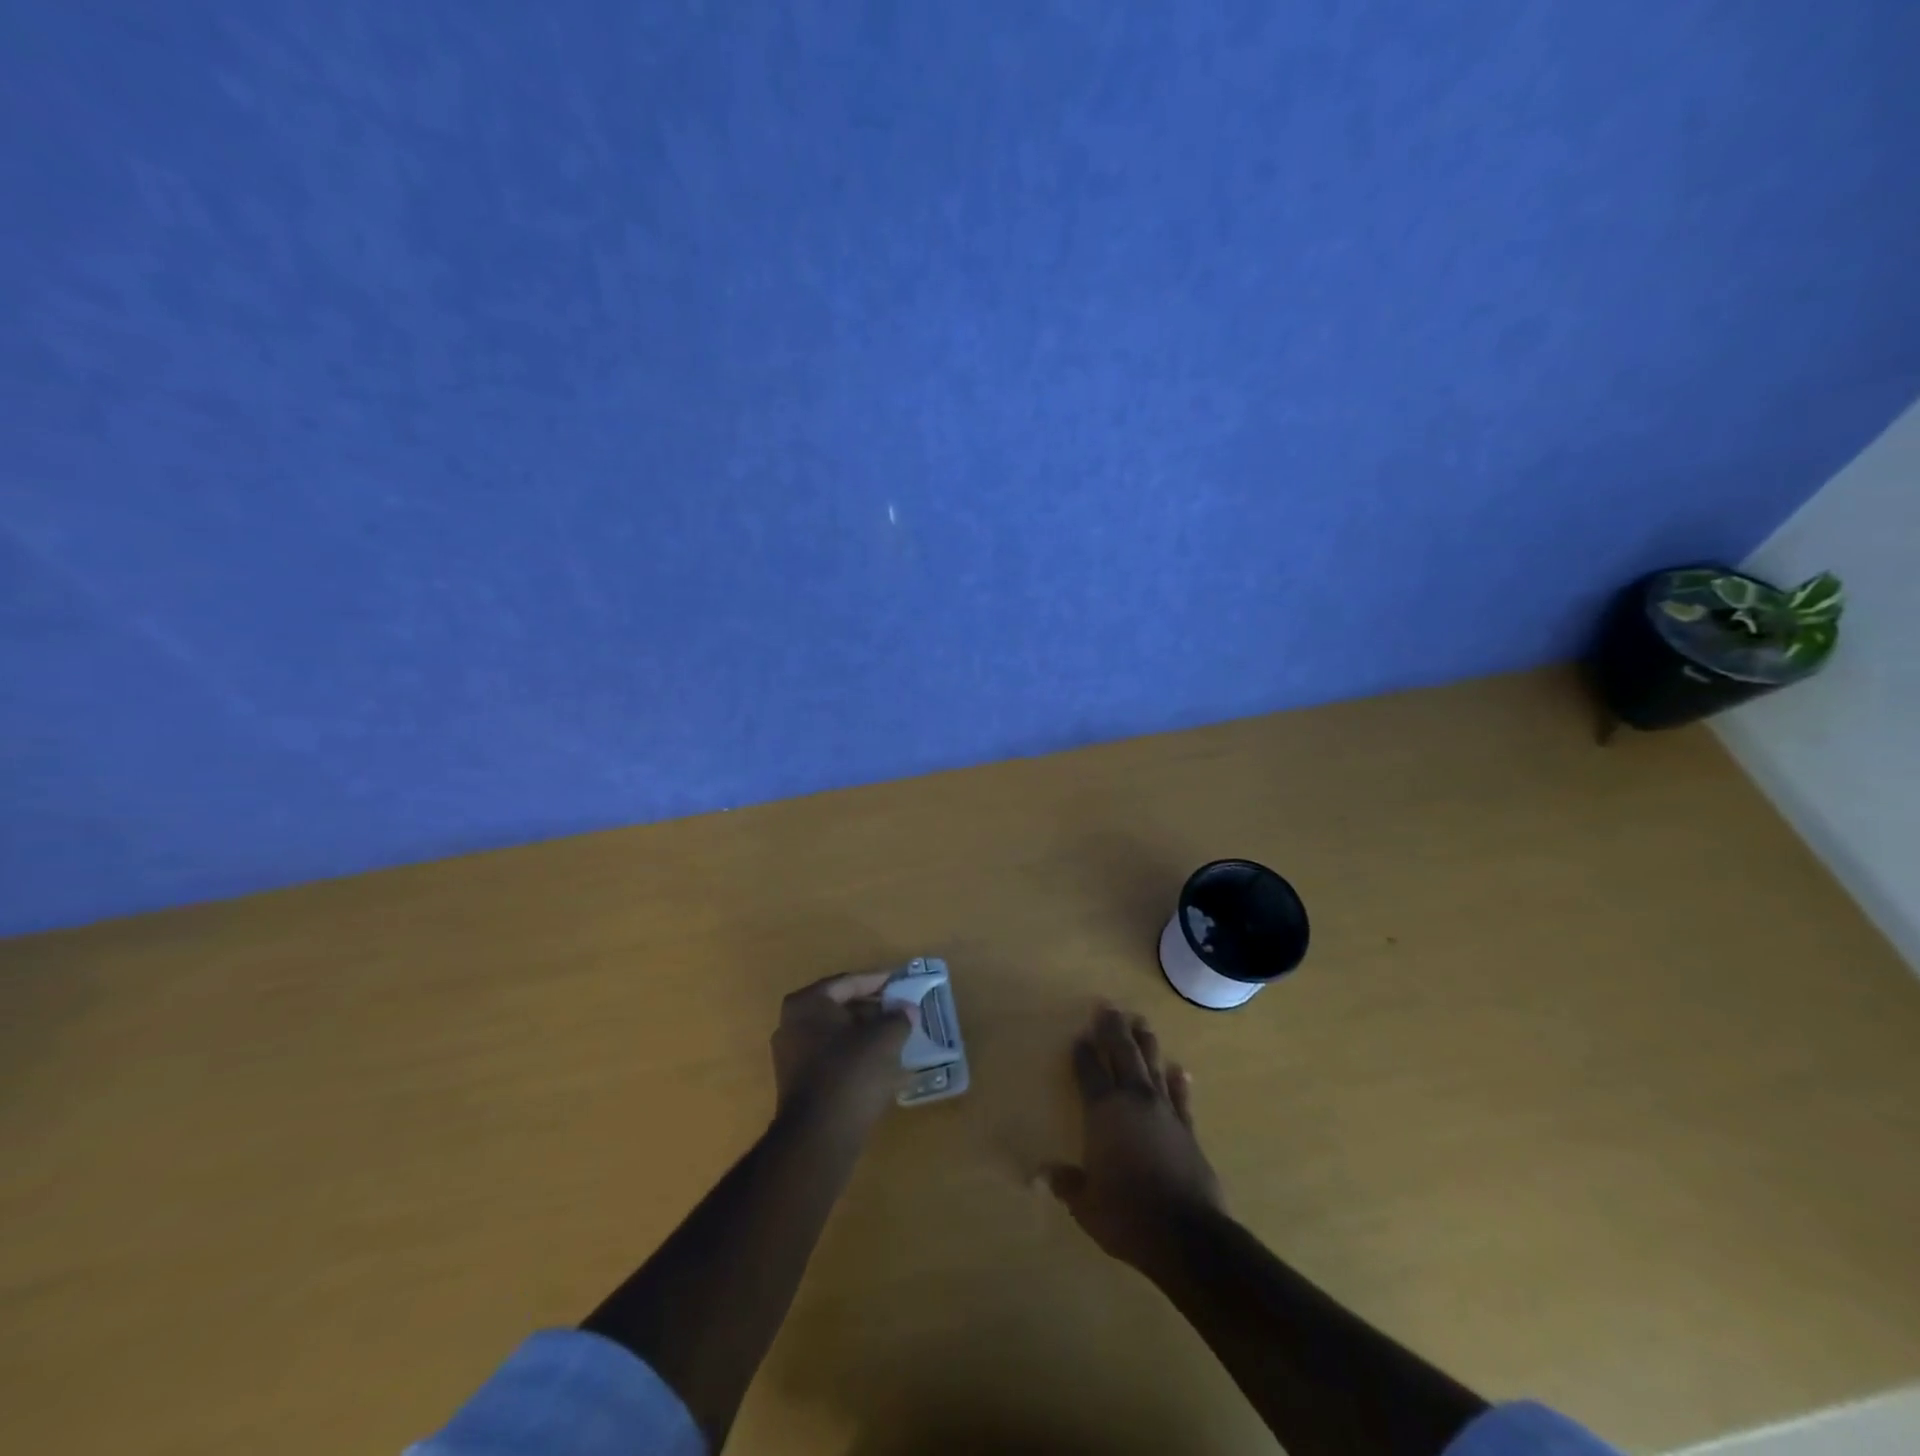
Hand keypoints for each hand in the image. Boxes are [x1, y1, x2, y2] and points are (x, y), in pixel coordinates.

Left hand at [770, 971, 911, 1130]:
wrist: (819, 1138)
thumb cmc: (851, 1074)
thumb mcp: (884, 1039)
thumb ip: (898, 1019)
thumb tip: (907, 1010)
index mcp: (807, 1003)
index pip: (848, 983)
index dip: (878, 981)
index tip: (900, 983)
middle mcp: (792, 1024)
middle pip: (840, 1008)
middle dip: (872, 1010)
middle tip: (900, 1011)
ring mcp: (791, 1056)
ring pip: (836, 1035)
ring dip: (865, 1035)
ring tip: (895, 1037)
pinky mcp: (797, 1084)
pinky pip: (831, 1058)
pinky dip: (855, 1056)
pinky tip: (880, 1065)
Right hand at [1047, 1005, 1222, 1267]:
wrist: (1187, 1235)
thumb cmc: (1126, 1214)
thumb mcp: (1086, 1204)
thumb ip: (1066, 1183)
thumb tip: (1043, 1173)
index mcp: (1103, 1112)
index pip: (1089, 1071)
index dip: (1083, 1052)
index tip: (1080, 1035)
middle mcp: (1133, 1101)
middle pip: (1122, 1054)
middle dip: (1113, 1029)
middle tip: (1108, 1007)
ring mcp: (1164, 1111)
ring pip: (1152, 1065)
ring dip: (1145, 1042)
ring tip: (1141, 1021)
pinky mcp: (1188, 1129)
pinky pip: (1180, 1097)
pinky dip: (1178, 1082)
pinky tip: (1179, 1070)